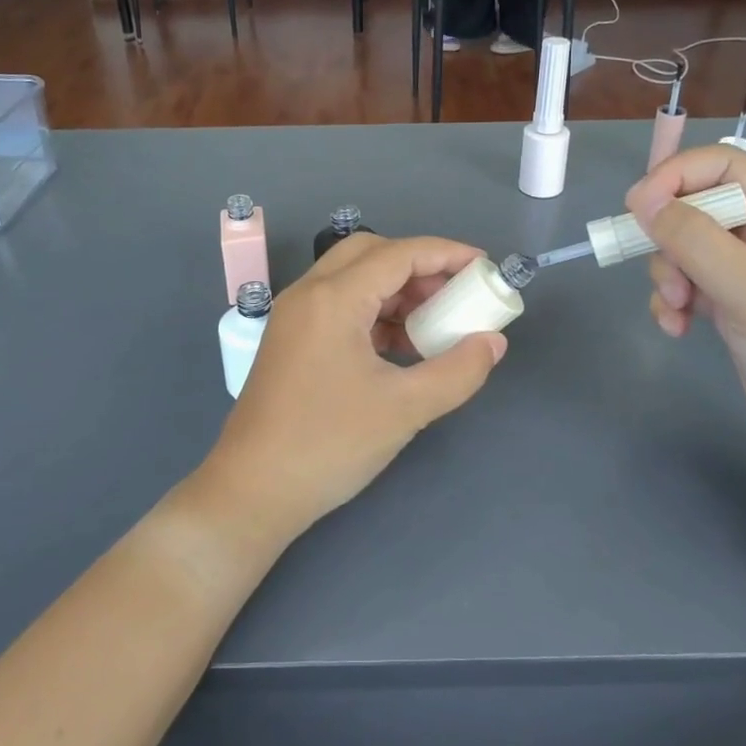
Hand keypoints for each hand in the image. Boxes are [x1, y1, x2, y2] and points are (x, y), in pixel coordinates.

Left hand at [202, 235, 506, 540]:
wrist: (252, 492)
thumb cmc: (329, 445)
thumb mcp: (405, 409)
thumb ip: (458, 370)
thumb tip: (493, 342)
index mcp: (332, 298)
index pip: (398, 254)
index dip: (447, 254)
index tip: (485, 266)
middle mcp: (308, 294)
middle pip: (371, 254)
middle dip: (419, 266)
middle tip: (456, 294)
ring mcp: (294, 317)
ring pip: (352, 279)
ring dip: (396, 290)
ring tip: (435, 322)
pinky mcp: (291, 340)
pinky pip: (339, 306)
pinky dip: (374, 313)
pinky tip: (401, 345)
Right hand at [626, 147, 745, 481]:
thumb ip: (696, 240)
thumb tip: (641, 202)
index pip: (724, 166)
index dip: (676, 176)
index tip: (637, 208)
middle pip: (696, 207)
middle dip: (670, 240)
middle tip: (667, 278)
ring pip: (684, 248)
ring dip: (668, 276)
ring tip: (676, 312)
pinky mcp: (732, 305)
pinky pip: (686, 284)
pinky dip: (672, 302)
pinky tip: (676, 329)